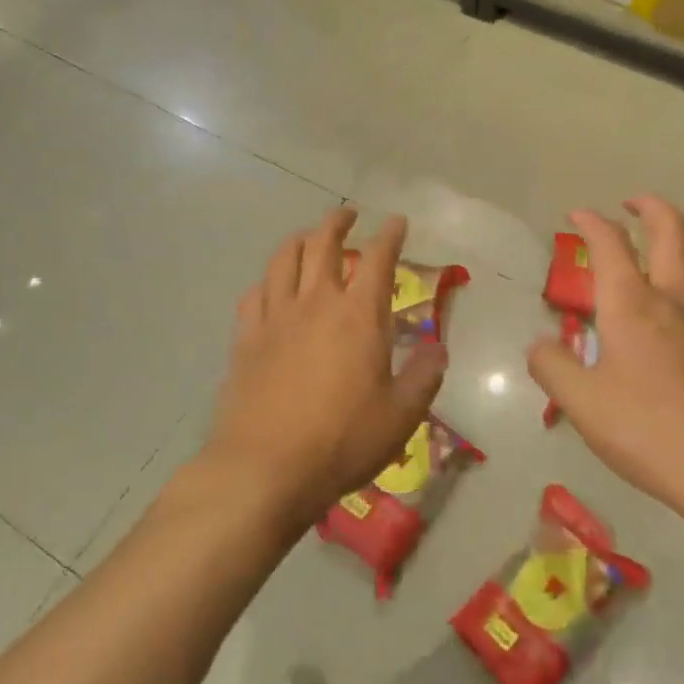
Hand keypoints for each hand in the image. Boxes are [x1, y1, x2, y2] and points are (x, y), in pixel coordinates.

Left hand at [205, 207, 447, 530]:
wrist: (264, 467)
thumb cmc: (342, 441)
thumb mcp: (401, 415)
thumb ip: (424, 376)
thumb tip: (438, 349)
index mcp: (359, 315)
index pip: (379, 259)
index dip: (390, 235)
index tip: (396, 222)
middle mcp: (316, 302)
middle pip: (323, 243)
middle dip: (338, 222)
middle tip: (348, 216)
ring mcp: (275, 317)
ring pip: (284, 259)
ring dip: (300, 239)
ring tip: (309, 237)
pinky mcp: (246, 338)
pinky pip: (255, 293)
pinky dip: (269, 280)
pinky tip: (272, 287)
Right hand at [527, 197, 683, 531]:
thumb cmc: (647, 432)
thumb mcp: (580, 404)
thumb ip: (552, 366)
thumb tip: (540, 345)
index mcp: (631, 306)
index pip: (610, 245)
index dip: (591, 222)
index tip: (576, 215)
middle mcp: (674, 299)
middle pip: (672, 230)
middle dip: (650, 207)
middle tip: (632, 204)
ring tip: (671, 233)